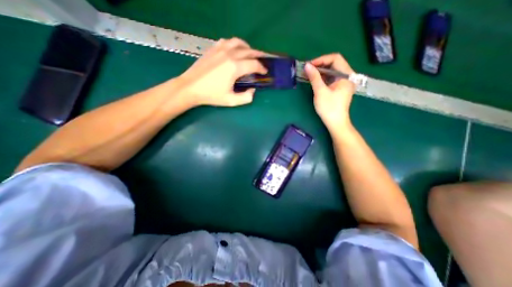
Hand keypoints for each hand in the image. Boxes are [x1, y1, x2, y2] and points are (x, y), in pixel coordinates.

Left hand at [177, 38, 267, 107]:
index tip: (265, 72)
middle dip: (259, 56)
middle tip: (263, 61)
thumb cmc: (211, 95)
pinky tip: (235, 50)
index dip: (262, 68)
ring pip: (239, 43)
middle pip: (249, 51)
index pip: (254, 64)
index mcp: (235, 67)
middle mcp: (229, 54)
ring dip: (248, 48)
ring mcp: (220, 49)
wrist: (190, 87)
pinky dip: (235, 45)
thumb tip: (253, 90)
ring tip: (251, 54)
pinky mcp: (213, 48)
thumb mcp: (231, 101)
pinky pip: (227, 41)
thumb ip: (246, 97)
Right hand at [303, 53, 356, 133]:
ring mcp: (344, 82)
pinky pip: (331, 78)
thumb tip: (307, 65)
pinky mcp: (340, 88)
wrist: (335, 123)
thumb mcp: (320, 92)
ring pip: (332, 71)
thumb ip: (314, 77)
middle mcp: (348, 76)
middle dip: (320, 65)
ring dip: (320, 71)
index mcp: (347, 75)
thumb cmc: (329, 108)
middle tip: (308, 70)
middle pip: (334, 64)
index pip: (335, 58)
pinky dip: (323, 77)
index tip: (309, 65)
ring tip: (309, 74)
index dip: (321, 60)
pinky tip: (315, 80)